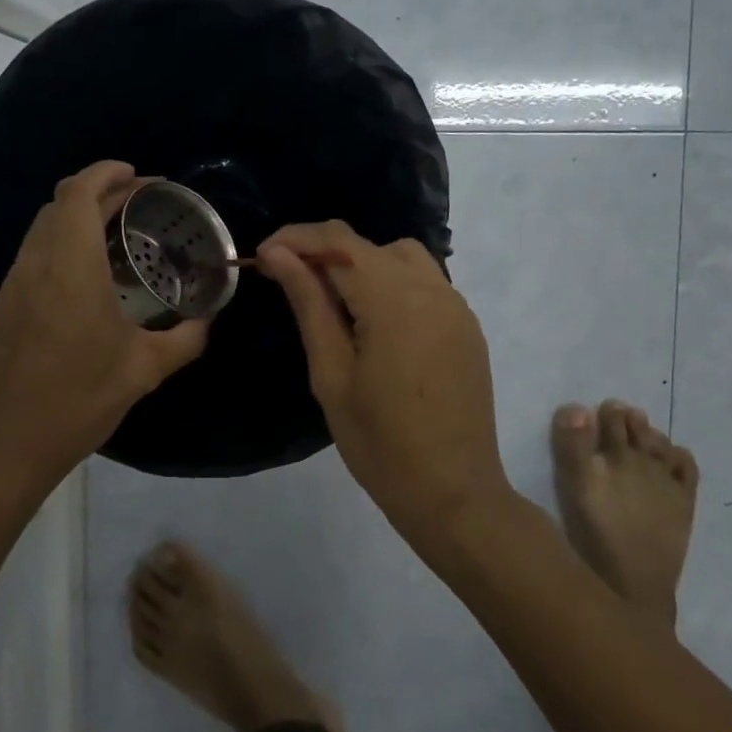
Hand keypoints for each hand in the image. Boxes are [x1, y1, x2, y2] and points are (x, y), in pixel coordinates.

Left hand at [0, 161, 208, 497]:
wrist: (2, 447)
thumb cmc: (76, 401)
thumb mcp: (143, 370)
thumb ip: (185, 339)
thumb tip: (209, 319)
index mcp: (70, 266)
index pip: (79, 193)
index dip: (107, 173)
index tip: (140, 176)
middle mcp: (37, 264)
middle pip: (61, 203)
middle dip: (100, 191)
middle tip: (141, 203)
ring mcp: (15, 284)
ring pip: (44, 227)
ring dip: (79, 216)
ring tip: (121, 234)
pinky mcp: (5, 306)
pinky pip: (36, 254)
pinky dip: (65, 243)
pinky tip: (93, 276)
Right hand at [257, 221, 511, 549]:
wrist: (454, 493)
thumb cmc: (380, 443)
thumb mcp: (331, 374)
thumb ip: (309, 304)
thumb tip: (279, 254)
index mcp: (394, 300)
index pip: (338, 240)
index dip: (296, 238)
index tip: (263, 257)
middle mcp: (432, 289)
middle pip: (369, 245)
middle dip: (325, 254)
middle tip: (292, 286)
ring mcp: (456, 306)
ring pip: (401, 257)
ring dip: (362, 266)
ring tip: (336, 305)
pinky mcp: (467, 325)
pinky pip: (425, 283)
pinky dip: (392, 285)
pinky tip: (376, 325)